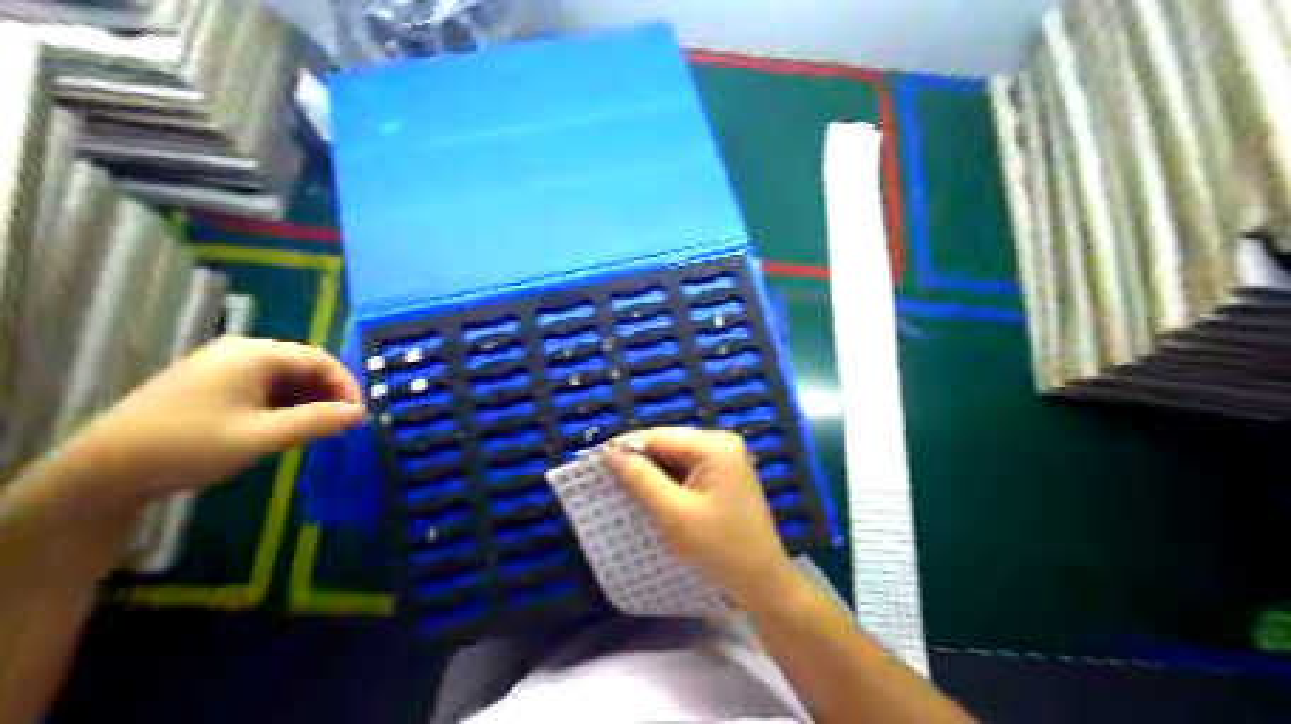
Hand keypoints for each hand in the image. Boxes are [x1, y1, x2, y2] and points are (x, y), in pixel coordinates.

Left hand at [56, 333, 365, 508]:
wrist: (105, 468)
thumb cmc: (191, 447)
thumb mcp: (262, 437)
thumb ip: (316, 422)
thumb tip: (358, 414)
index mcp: (256, 354)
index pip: (320, 359)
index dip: (346, 386)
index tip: (357, 417)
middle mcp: (241, 350)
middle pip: (302, 364)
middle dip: (326, 394)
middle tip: (339, 426)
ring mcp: (221, 363)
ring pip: (282, 375)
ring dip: (305, 400)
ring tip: (313, 431)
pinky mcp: (208, 380)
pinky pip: (260, 384)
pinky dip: (281, 402)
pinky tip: (280, 427)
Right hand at [605, 428, 798, 612]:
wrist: (762, 583)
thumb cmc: (720, 548)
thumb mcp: (675, 514)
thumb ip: (641, 479)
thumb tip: (611, 453)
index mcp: (714, 446)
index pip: (659, 437)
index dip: (625, 448)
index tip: (593, 465)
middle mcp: (721, 445)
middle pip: (667, 446)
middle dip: (637, 462)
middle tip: (603, 481)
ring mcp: (724, 462)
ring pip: (674, 461)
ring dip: (650, 475)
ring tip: (619, 491)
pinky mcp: (723, 480)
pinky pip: (686, 474)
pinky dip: (665, 485)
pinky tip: (647, 499)